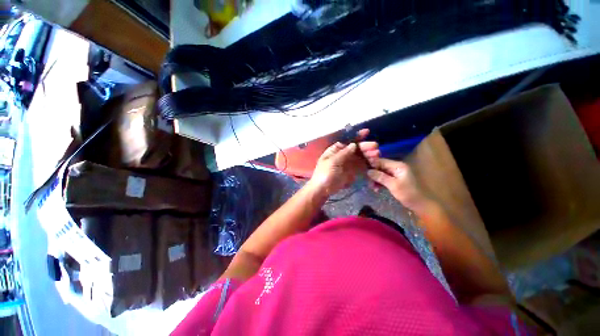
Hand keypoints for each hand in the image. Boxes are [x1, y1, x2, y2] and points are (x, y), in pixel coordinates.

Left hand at [308, 129, 379, 195]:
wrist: (322, 190)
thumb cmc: (324, 174)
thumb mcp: (332, 162)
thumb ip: (344, 153)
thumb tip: (353, 144)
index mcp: (335, 150)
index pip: (348, 141)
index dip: (357, 136)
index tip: (367, 132)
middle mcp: (343, 155)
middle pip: (356, 149)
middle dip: (366, 147)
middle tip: (375, 148)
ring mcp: (348, 163)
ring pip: (360, 157)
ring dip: (368, 155)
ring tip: (377, 155)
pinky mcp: (352, 172)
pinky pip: (361, 166)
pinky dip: (368, 164)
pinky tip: (374, 163)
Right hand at [366, 158, 430, 212]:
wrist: (421, 205)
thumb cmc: (408, 194)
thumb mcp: (393, 185)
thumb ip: (380, 177)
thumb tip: (368, 171)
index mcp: (398, 166)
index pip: (381, 161)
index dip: (372, 165)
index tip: (364, 171)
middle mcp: (397, 167)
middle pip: (380, 167)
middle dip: (373, 174)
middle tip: (369, 183)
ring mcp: (396, 173)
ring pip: (381, 173)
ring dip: (376, 180)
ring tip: (373, 188)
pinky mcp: (396, 180)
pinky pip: (384, 178)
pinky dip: (380, 183)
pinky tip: (377, 189)